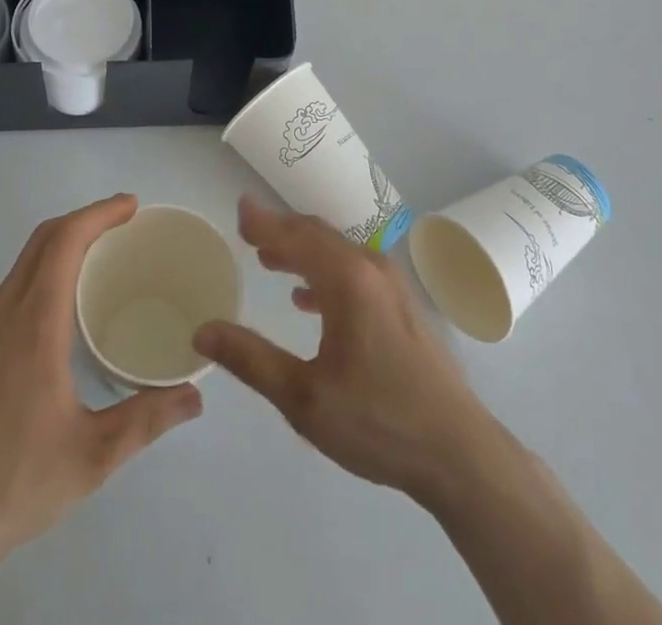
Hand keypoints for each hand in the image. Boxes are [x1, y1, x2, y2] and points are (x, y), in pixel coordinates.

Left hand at [0, 193, 202, 560]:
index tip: (130, 206)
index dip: (98, 213)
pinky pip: (4, 298)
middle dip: (82, 221)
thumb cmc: (15, 484)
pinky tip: (53, 322)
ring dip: (57, 250)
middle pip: (40, 242)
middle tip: (122, 225)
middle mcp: (0, 317)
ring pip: (19, 269)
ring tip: (94, 267)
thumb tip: (195, 397)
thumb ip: (147, 419)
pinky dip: (36, 281)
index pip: (64, 242)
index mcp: (34, 326)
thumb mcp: (93, 456)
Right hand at [194, 196, 494, 504]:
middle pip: (318, 236)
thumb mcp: (304, 398)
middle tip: (248, 234)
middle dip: (280, 232)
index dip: (264, 221)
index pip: (296, 235)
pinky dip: (324, 273)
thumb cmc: (378, 421)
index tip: (239, 208)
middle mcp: (371, 268)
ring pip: (337, 253)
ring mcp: (392, 286)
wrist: (458, 453)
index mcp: (347, 279)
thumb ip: (251, 360)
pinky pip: (354, 272)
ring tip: (269, 261)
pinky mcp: (402, 307)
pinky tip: (307, 300)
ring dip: (301, 252)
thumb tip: (203, 332)